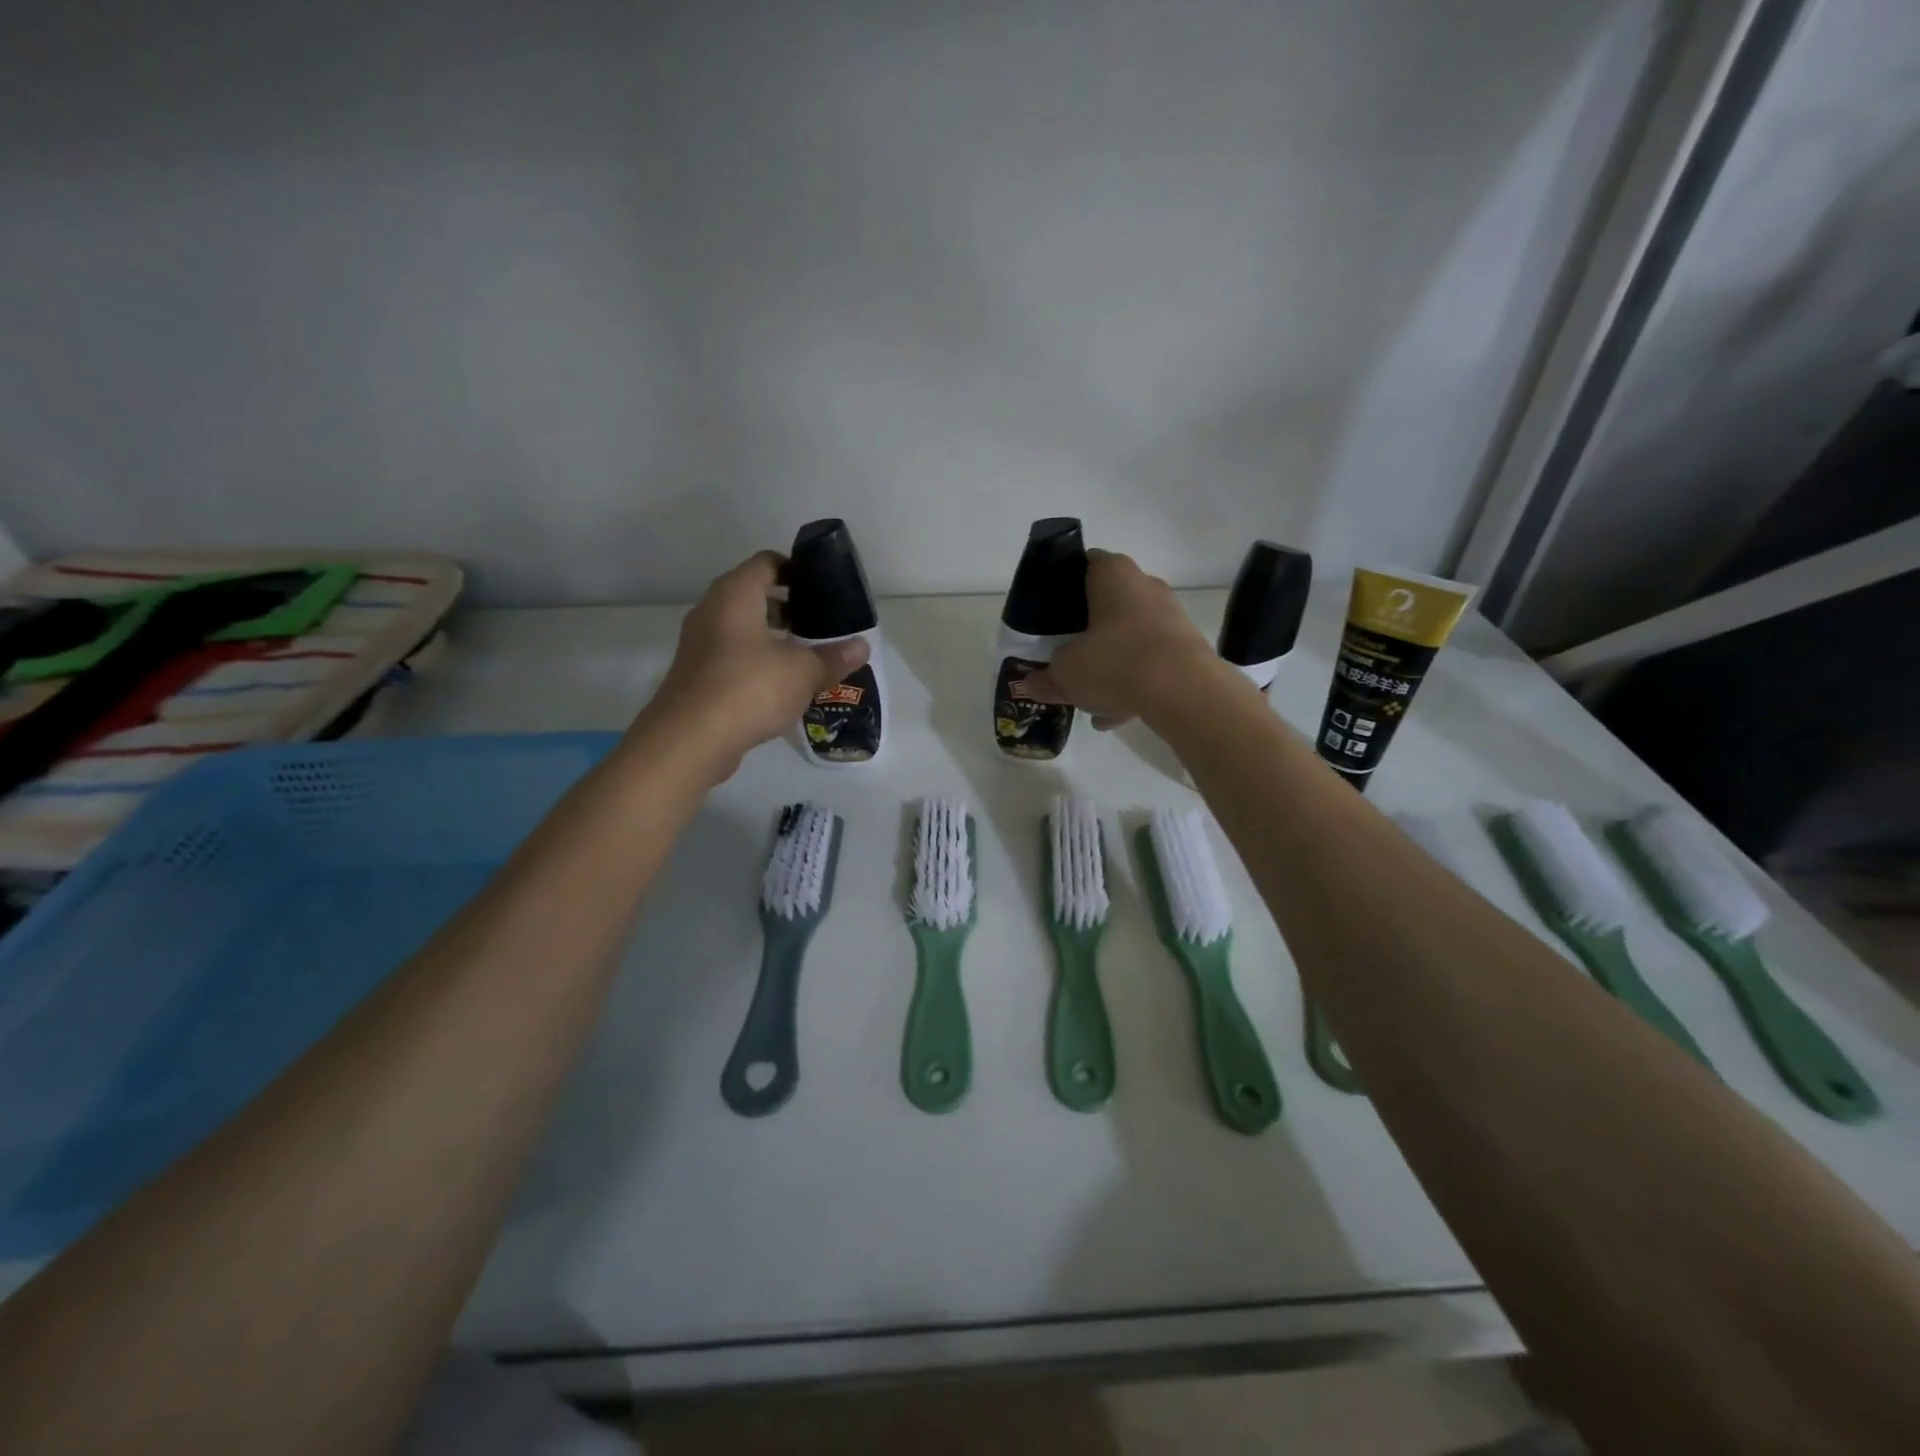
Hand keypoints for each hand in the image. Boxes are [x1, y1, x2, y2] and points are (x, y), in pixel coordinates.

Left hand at [644, 551, 868, 778]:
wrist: (690, 740)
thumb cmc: (749, 688)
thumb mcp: (802, 672)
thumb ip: (833, 657)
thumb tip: (862, 647)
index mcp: (735, 595)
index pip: (767, 563)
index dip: (796, 569)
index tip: (823, 588)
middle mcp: (712, 611)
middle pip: (754, 596)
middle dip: (789, 608)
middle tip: (821, 625)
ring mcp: (700, 645)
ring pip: (743, 629)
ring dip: (773, 638)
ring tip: (807, 656)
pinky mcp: (697, 676)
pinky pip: (733, 657)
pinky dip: (757, 662)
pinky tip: (782, 686)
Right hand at [1029, 550, 1219, 726]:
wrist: (1184, 691)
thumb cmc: (1115, 661)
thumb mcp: (1066, 672)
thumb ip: (1046, 676)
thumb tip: (1030, 684)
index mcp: (1113, 573)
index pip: (1084, 565)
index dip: (1063, 587)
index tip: (1049, 614)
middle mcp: (1145, 586)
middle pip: (1107, 605)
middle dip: (1086, 634)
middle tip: (1066, 658)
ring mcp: (1170, 617)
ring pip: (1128, 638)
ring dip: (1109, 666)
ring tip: (1089, 700)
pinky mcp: (1186, 649)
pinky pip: (1149, 663)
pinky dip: (1132, 684)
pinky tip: (1112, 717)